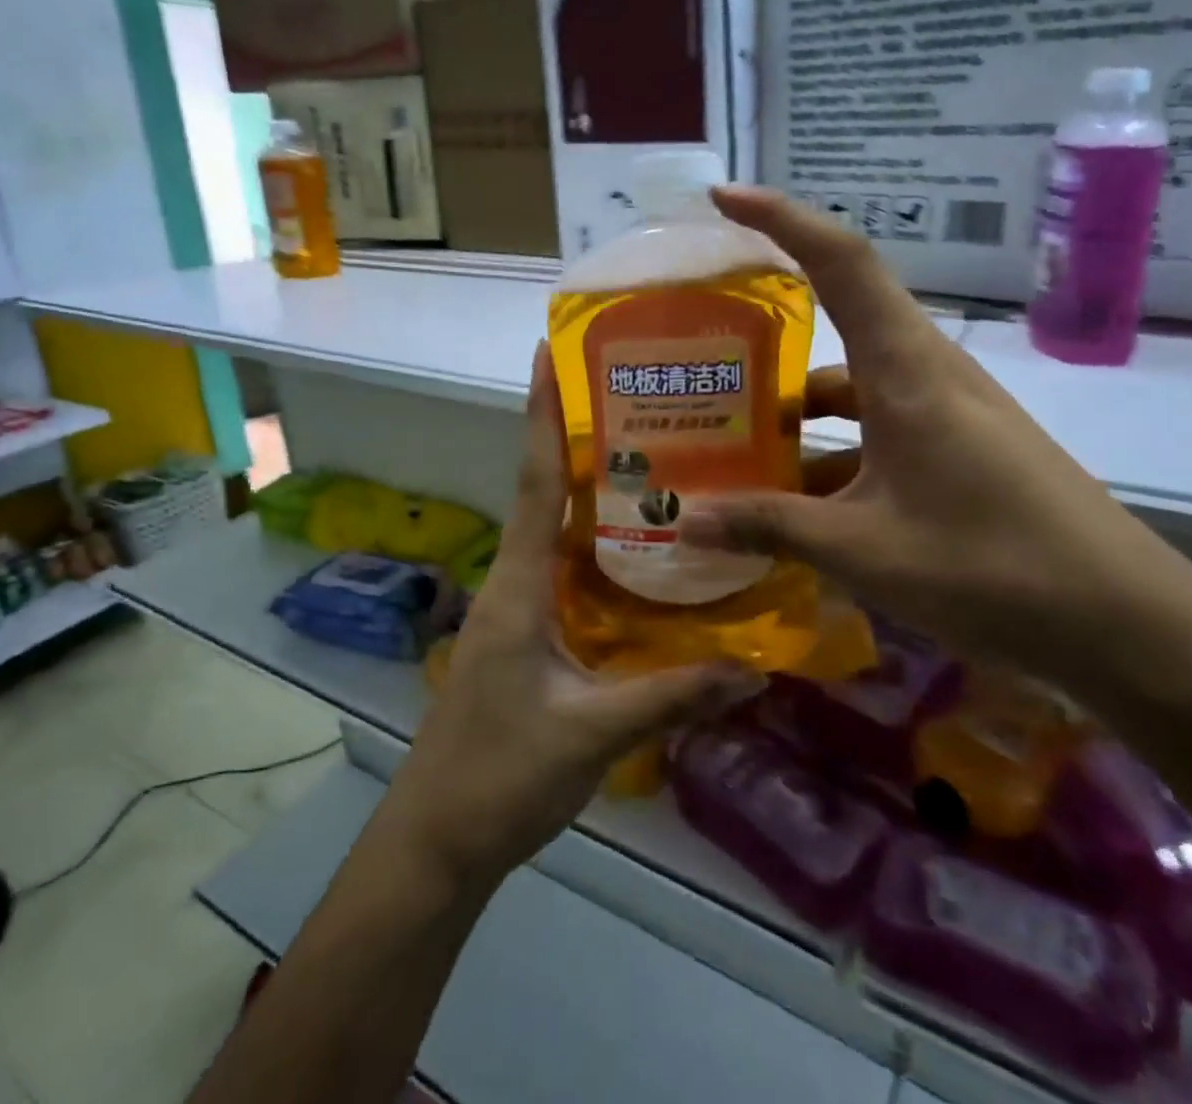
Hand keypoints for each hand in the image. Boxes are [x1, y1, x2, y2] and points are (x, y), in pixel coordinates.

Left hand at [382, 344, 762, 887]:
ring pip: (555, 533)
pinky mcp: (524, 637)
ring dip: (588, 494)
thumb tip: (754, 668)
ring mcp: (515, 610)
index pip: (533, 480)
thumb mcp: (594, 733)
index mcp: (519, 584)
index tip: (545, 352)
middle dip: (575, 439)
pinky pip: (563, 573)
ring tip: (648, 460)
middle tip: (633, 398)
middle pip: (544, 493)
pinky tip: (637, 553)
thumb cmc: (501, 774)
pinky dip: (594, 549)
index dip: (540, 413)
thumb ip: (672, 696)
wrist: (438, 839)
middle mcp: (513, 581)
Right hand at [677, 186, 1191, 688]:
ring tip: (735, 451)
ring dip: (798, 414)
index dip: (780, 217)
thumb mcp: (863, 549)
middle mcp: (927, 374)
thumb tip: (685, 523)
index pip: (840, 259)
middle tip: (702, 360)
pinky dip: (833, 457)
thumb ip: (770, 526)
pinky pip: (878, 432)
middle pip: (837, 324)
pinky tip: (797, 507)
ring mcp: (947, 414)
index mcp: (906, 369)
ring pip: (854, 390)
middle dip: (769, 336)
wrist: (1126, 627)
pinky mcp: (960, 452)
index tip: (722, 200)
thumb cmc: (992, 568)